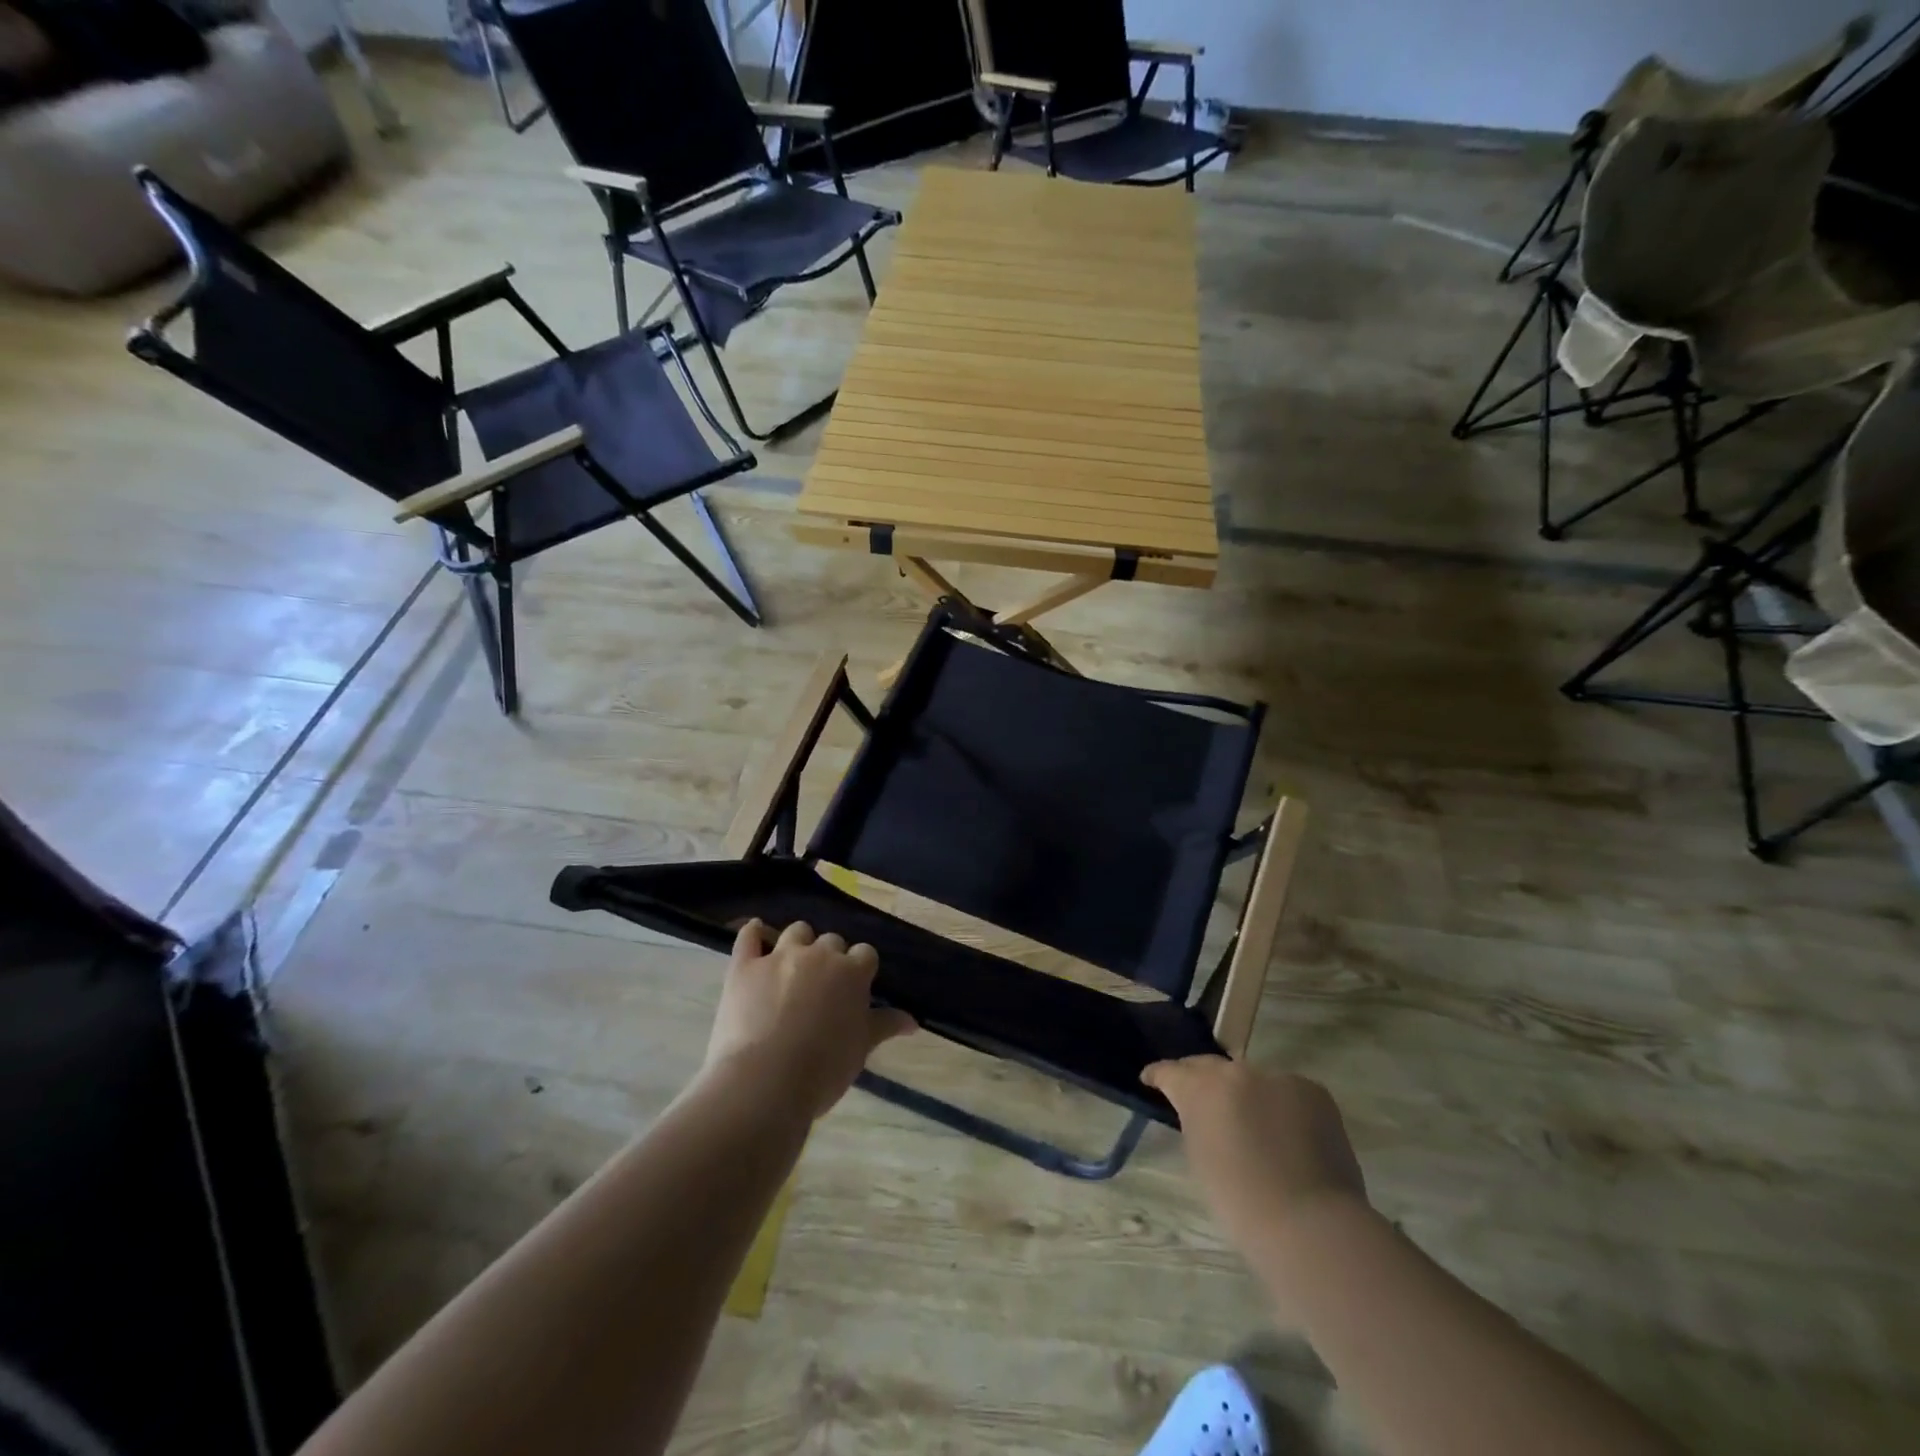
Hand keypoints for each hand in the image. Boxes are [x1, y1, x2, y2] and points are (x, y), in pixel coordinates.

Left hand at [704, 919, 915, 1119]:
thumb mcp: (861, 1048)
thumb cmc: (823, 1068)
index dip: (860, 969)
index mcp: (852, 972)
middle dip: (829, 958)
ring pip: (796, 932)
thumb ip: (885, 1025)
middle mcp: (819, 955)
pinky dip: (754, 933)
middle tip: (822, 986)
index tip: (855, 987)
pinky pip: (749, 937)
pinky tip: (756, 934)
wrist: (766, 1081)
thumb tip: (913, 1020)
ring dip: (798, 944)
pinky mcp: (744, 966)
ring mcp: (779, 956)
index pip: (865, 954)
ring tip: (792, 966)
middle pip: (831, 941)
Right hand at [1143, 1057, 1367, 1256]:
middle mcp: (1236, 1072)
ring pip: (1253, 1080)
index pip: (1171, 1070)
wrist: (1311, 1225)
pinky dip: (1282, 1108)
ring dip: (1247, 1096)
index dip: (1159, 1075)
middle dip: (1202, 1080)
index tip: (1150, 1079)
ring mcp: (1277, 1077)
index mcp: (1201, 1088)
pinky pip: (1286, 1093)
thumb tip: (1205, 1114)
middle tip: (1199, 1099)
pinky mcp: (1313, 1090)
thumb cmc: (1243, 1205)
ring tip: (1252, 1125)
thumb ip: (1197, 1122)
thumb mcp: (1200, 1158)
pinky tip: (1288, 1136)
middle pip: (1212, 1067)